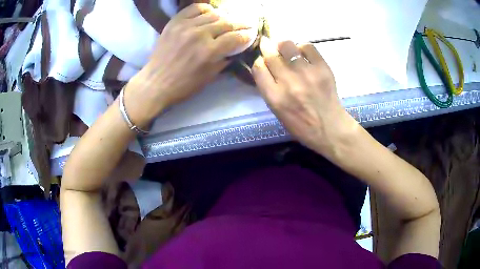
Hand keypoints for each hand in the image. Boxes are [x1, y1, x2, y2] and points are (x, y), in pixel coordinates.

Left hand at [125, 3, 252, 125]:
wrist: (155, 82)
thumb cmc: (183, 85)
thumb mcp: (210, 77)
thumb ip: (225, 60)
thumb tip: (237, 47)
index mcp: (209, 52)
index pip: (236, 37)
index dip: (248, 35)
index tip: (252, 33)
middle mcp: (200, 34)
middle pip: (228, 22)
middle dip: (241, 23)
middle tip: (247, 24)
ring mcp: (186, 26)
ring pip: (214, 13)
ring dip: (225, 16)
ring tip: (228, 19)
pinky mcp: (175, 22)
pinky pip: (194, 8)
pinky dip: (205, 9)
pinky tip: (209, 13)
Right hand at [252, 38, 356, 156]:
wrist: (330, 129)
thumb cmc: (301, 125)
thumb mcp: (277, 111)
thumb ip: (269, 88)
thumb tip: (265, 64)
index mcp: (274, 97)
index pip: (258, 67)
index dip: (259, 62)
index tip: (263, 62)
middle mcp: (288, 82)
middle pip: (270, 54)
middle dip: (268, 49)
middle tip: (271, 48)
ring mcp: (306, 73)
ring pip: (287, 45)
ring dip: (283, 46)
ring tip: (287, 51)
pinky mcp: (322, 68)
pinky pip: (307, 46)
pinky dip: (302, 48)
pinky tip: (303, 55)